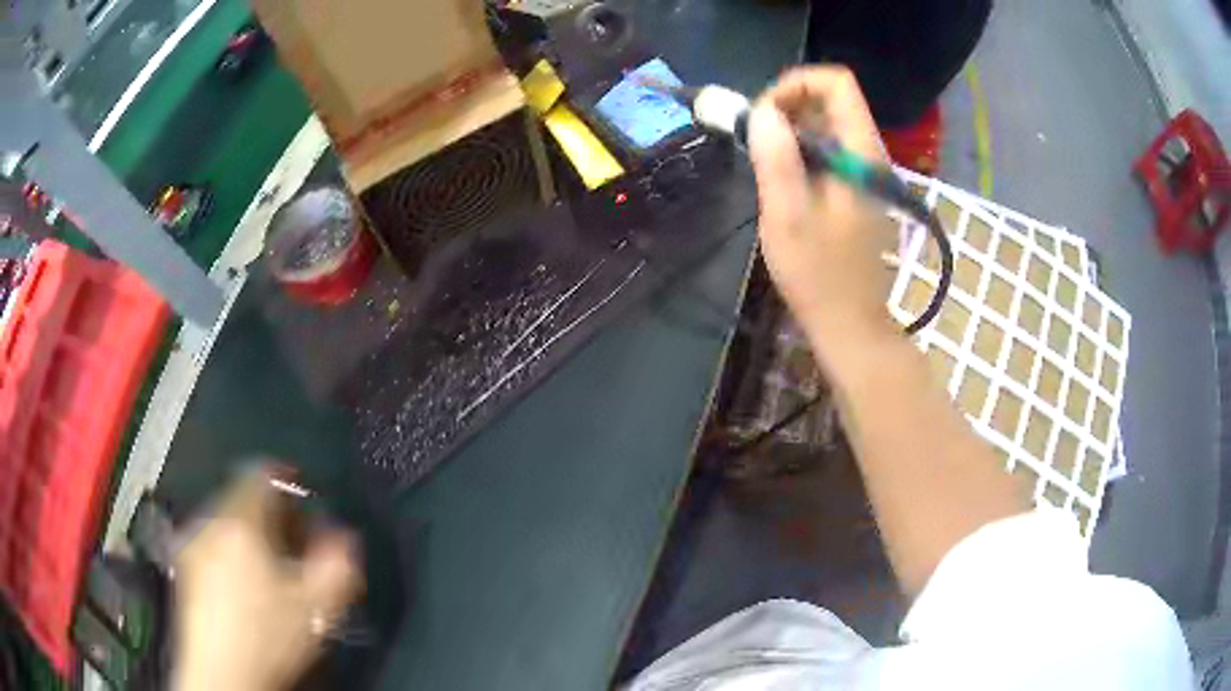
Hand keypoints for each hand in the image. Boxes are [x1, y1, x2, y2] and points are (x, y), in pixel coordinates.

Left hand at [173, 466, 361, 690]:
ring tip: (270, 562)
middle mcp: (208, 522)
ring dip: (250, 529)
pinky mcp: (184, 566)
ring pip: (224, 518)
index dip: (285, 477)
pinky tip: (243, 580)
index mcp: (239, 523)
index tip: (302, 491)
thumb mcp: (315, 607)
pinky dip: (231, 546)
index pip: (259, 475)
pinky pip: (211, 538)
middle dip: (270, 511)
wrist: (222, 673)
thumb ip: (337, 564)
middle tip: (293, 538)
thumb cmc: (269, 637)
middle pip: (241, 495)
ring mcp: (192, 544)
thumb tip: (343, 535)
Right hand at [748, 66, 899, 364]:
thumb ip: (776, 159)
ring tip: (764, 159)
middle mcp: (870, 154)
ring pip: (829, 123)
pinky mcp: (858, 187)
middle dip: (788, 105)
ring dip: (791, 128)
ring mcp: (866, 171)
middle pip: (833, 100)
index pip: (838, 84)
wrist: (850, 323)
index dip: (796, 84)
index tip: (764, 113)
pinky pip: (830, 149)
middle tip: (756, 137)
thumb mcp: (787, 217)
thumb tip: (762, 111)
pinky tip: (783, 178)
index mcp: (860, 155)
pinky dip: (801, 149)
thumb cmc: (818, 275)